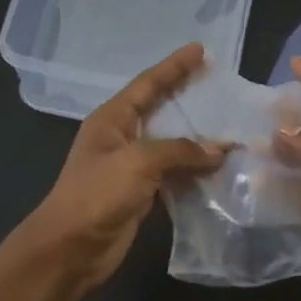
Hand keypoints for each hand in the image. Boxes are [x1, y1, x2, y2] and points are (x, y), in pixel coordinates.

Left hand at [17, 42, 226, 289]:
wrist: (70, 250)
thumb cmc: (96, 195)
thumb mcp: (137, 163)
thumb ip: (180, 150)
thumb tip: (220, 150)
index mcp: (112, 119)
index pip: (148, 84)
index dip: (174, 66)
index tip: (201, 50)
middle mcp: (121, 136)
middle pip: (160, 108)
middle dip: (188, 96)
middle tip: (220, 84)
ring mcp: (130, 166)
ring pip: (171, 143)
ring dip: (197, 136)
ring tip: (230, 124)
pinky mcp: (140, 192)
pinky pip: (173, 172)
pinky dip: (194, 168)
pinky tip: (219, 166)